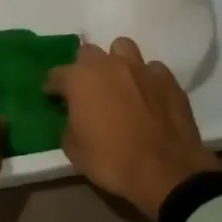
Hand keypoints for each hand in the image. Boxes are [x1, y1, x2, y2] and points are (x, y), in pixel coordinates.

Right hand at [45, 38, 218, 218]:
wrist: (165, 172)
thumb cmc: (112, 160)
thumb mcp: (74, 150)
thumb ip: (68, 126)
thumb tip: (72, 119)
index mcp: (80, 78)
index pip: (56, 74)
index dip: (52, 87)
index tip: (52, 98)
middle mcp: (109, 64)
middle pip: (89, 53)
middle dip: (85, 69)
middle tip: (88, 91)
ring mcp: (141, 68)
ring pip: (123, 48)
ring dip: (117, 62)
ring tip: (120, 83)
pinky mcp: (168, 80)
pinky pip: (152, 69)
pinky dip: (147, 79)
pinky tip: (149, 96)